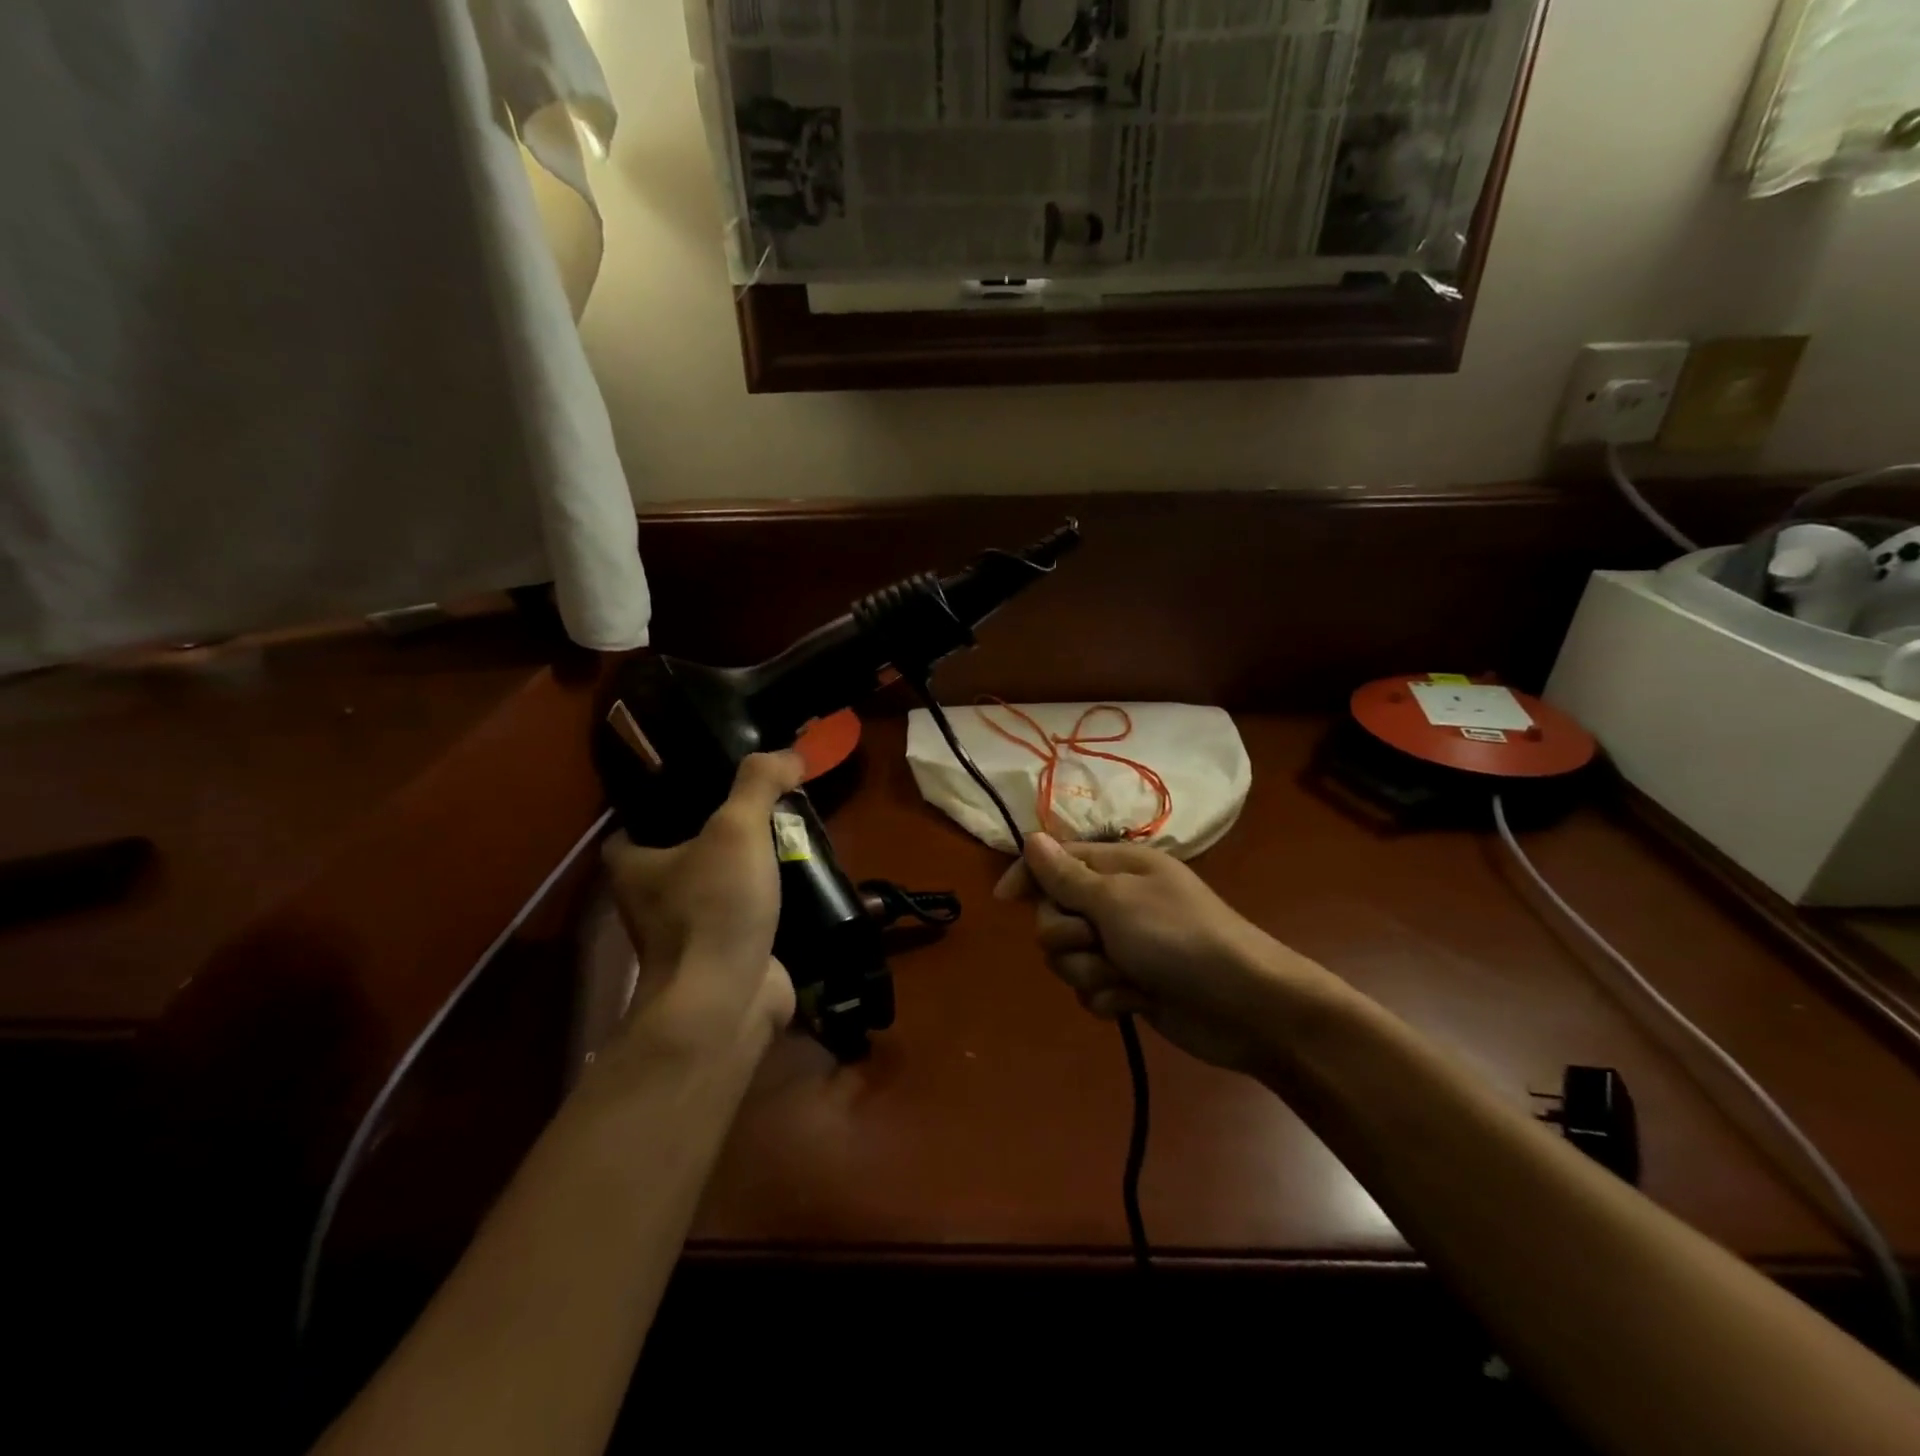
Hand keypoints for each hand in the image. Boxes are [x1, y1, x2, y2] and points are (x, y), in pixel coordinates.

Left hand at [602, 752, 804, 1058]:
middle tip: (769, 806)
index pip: (643, 818)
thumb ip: (759, 782)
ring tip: (792, 837)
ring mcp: (686, 930)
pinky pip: (746, 913)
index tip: (716, 781)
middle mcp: (650, 897)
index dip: (674, 797)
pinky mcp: (722, 954)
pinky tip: (801, 880)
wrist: (726, 1001)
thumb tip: (791, 752)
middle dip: (726, 831)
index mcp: (632, 863)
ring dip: (751, 867)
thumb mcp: (737, 828)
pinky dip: (770, 899)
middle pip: (688, 848)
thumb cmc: (714, 907)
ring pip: (720, 882)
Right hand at [996, 833, 1323, 1075]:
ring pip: (1069, 957)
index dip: (1028, 876)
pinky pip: (1091, 989)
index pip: (1055, 860)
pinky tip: (1137, 1000)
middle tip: (1097, 941)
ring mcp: (1123, 945)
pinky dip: (1110, 996)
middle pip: (1054, 914)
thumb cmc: (1179, 938)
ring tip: (1126, 977)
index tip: (1005, 900)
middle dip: (1068, 935)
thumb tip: (1032, 838)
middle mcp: (1116, 901)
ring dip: (1091, 971)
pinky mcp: (1130, 984)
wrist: (1244, 1006)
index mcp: (1117, 867)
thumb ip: (1067, 875)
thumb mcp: (1117, 900)